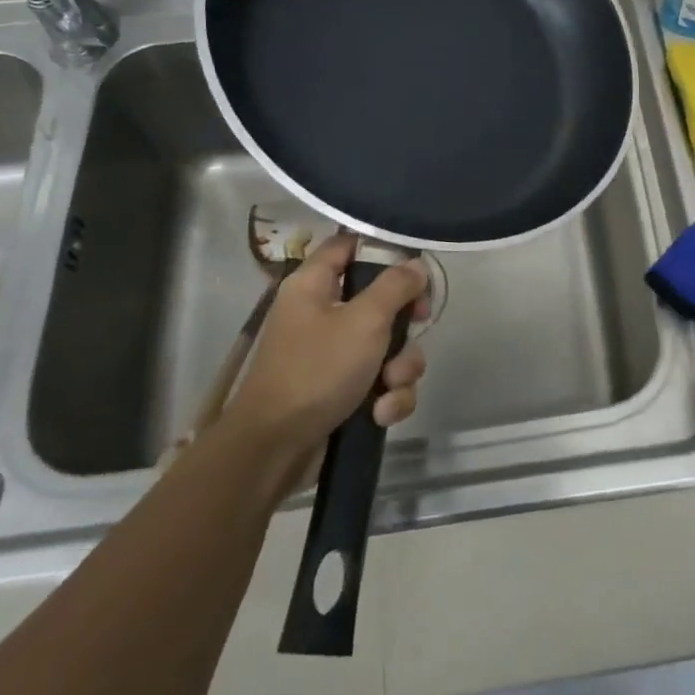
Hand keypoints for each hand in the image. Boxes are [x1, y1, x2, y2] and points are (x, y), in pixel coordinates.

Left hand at [228, 232, 429, 456]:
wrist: (276, 449)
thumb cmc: (317, 370)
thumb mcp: (364, 321)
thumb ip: (396, 287)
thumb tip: (416, 266)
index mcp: (314, 285)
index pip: (348, 245)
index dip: (382, 249)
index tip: (414, 265)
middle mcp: (322, 314)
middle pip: (380, 300)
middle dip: (405, 323)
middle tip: (418, 326)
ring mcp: (333, 355)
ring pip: (388, 346)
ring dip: (401, 368)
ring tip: (390, 387)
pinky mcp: (343, 391)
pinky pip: (381, 382)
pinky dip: (388, 397)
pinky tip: (381, 413)